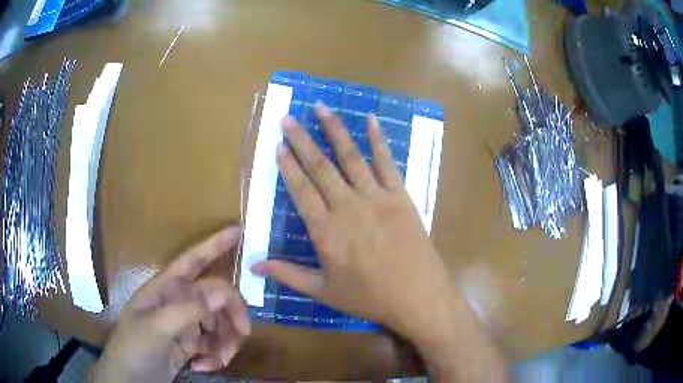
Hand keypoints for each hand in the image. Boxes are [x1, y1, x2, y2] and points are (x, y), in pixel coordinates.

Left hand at [91, 227, 250, 382]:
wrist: (130, 381)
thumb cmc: (134, 349)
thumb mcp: (156, 330)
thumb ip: (186, 310)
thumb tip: (220, 293)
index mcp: (165, 289)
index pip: (192, 260)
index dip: (214, 245)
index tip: (238, 231)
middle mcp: (178, 302)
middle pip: (215, 298)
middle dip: (232, 315)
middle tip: (244, 334)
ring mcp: (185, 325)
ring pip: (219, 324)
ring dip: (225, 342)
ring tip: (218, 361)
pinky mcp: (191, 346)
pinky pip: (214, 344)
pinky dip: (215, 356)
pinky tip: (203, 367)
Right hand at [252, 104, 508, 381]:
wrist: (417, 296)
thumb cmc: (369, 297)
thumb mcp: (324, 291)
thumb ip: (288, 274)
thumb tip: (253, 265)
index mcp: (326, 230)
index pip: (301, 190)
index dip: (288, 166)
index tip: (278, 145)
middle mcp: (348, 206)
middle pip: (320, 167)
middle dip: (302, 140)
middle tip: (288, 118)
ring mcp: (377, 197)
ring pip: (350, 157)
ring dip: (334, 130)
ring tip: (320, 108)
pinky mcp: (401, 196)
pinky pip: (387, 163)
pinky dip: (378, 139)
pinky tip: (370, 119)